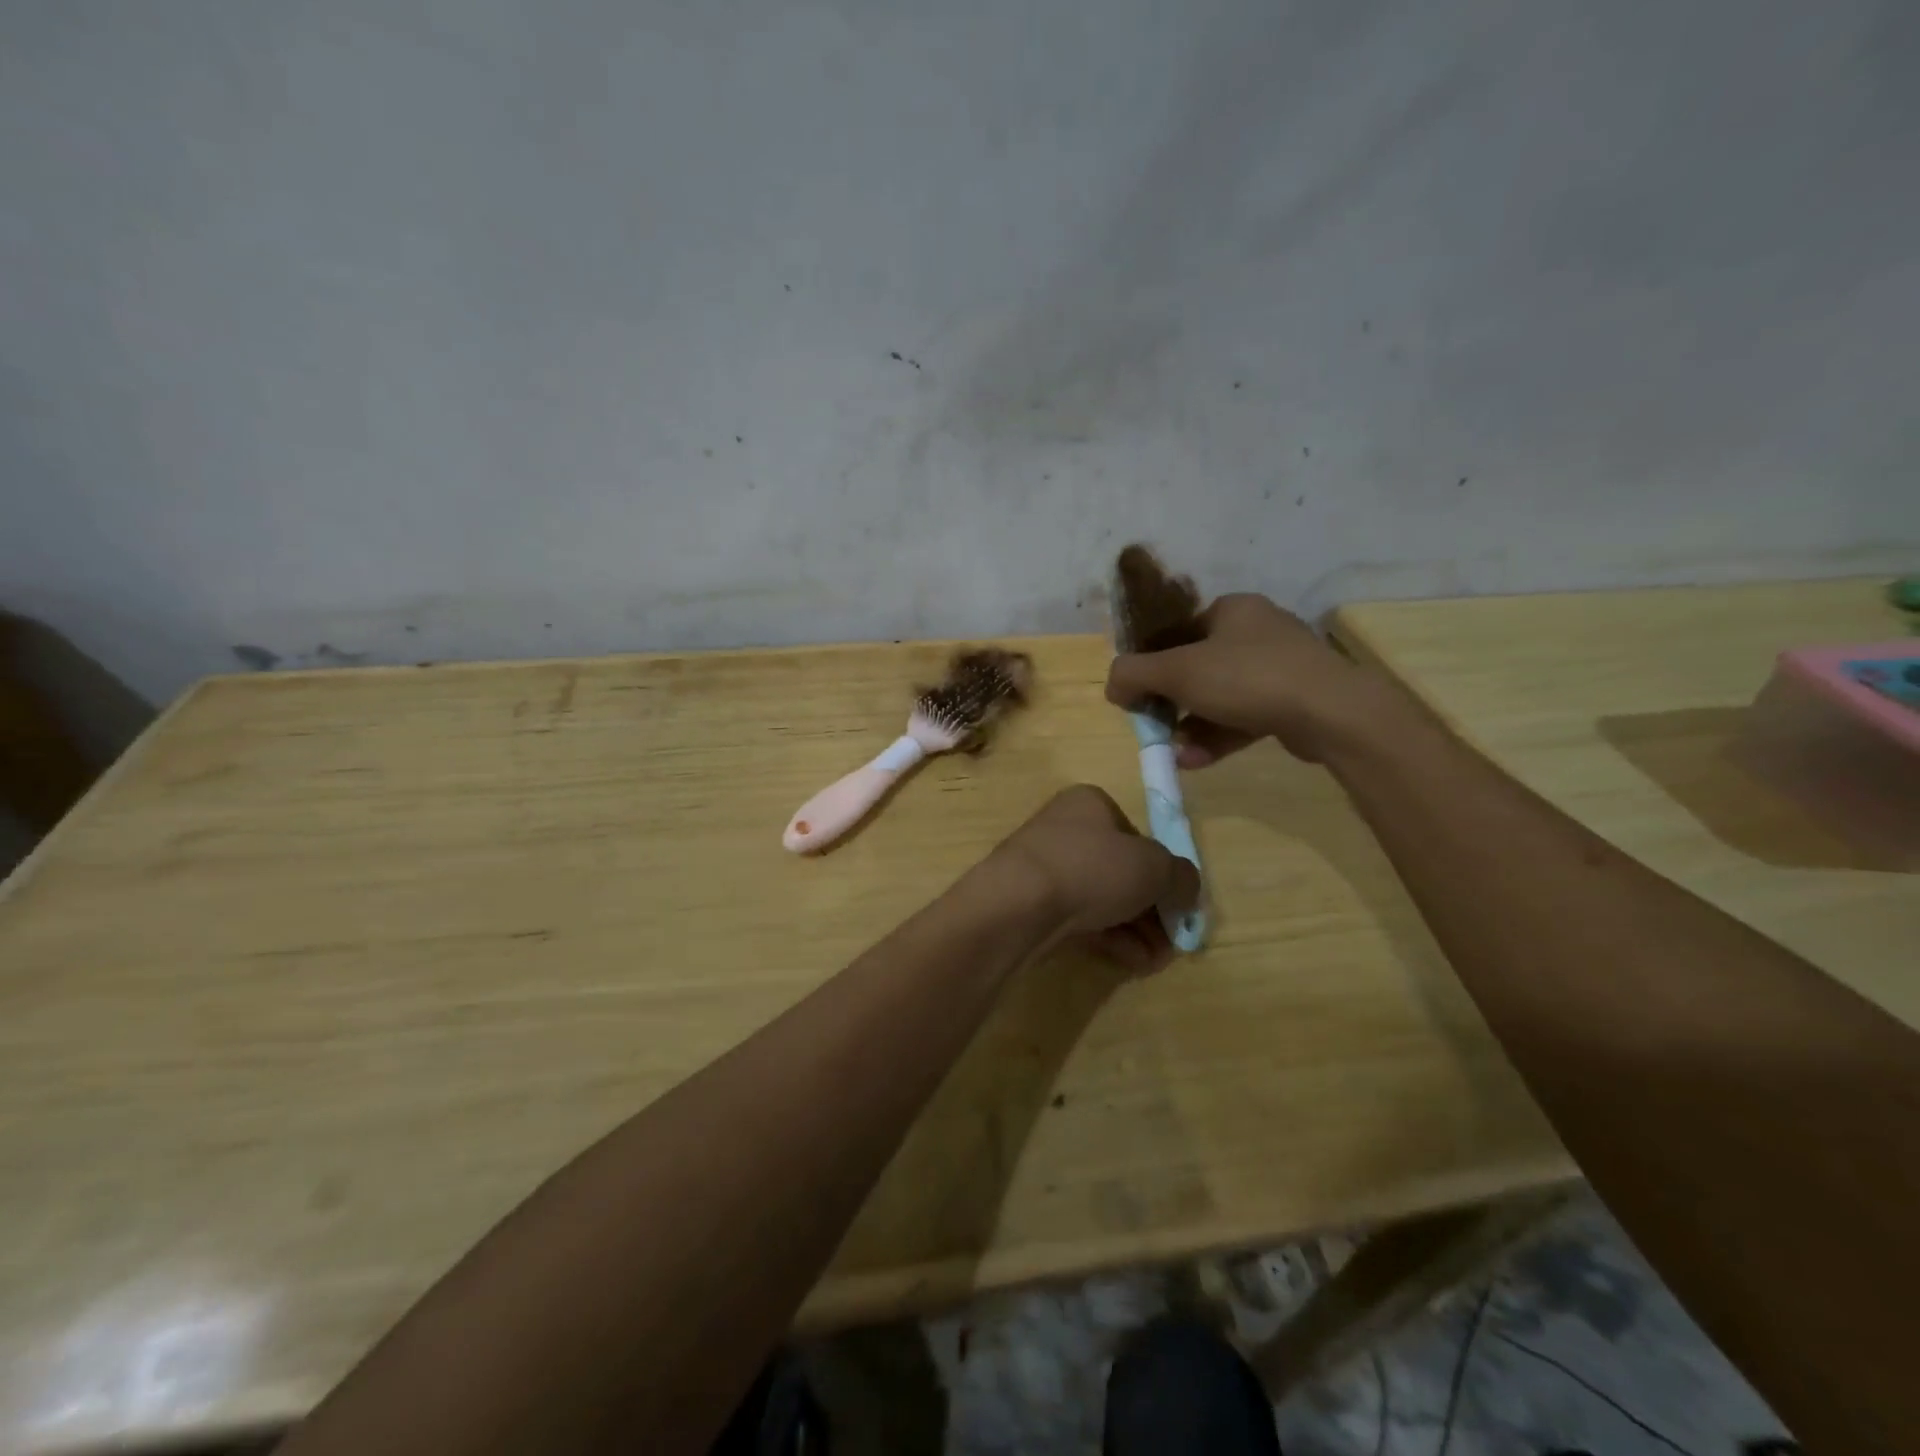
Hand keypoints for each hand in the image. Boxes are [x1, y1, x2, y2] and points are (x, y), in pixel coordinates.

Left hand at [988, 786, 1200, 972]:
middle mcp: (1064, 829)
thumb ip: (1181, 877)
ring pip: (1101, 898)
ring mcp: (1044, 867)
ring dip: (1135, 929)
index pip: (1136, 835)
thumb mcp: (1155, 867)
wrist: (1017, 905)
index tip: (1179, 903)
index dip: (1162, 869)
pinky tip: (1133, 961)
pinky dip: (1108, 938)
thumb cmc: (1090, 868)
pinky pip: (1079, 919)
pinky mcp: (1031, 903)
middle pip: (1119, 870)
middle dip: (1151, 908)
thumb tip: (1186, 891)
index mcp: (1090, 804)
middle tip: (1172, 939)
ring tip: (1157, 958)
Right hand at [1105, 592, 1399, 765]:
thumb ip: (1133, 674)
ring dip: (1192, 726)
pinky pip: (1245, 717)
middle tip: (1155, 727)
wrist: (1331, 712)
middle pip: (1198, 667)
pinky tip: (1195, 761)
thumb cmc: (1247, 677)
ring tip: (1174, 753)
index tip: (1139, 696)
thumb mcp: (1177, 671)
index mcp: (1232, 609)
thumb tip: (1112, 685)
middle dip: (1172, 703)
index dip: (1153, 664)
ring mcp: (1280, 667)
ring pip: (1220, 697)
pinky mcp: (1294, 701)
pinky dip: (1218, 737)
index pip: (1179, 632)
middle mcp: (1257, 631)